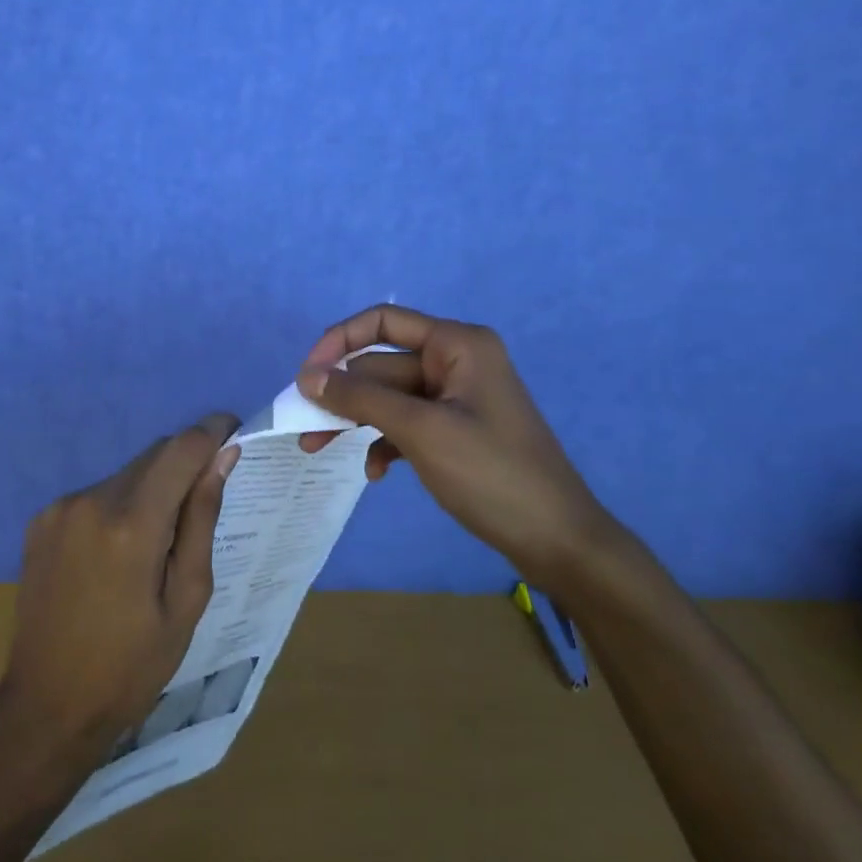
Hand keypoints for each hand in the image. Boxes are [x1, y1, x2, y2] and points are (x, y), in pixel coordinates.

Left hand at [0, 413, 241, 765]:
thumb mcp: (186, 599)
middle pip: (154, 455)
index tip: (235, 433)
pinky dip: (121, 505)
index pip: (182, 448)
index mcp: (132, 525)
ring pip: (126, 473)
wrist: (46, 707)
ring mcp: (60, 508)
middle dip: (185, 464)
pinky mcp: (41, 520)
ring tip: (160, 542)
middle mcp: (91, 501)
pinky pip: (98, 493)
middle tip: (205, 501)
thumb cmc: (131, 665)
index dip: (213, 432)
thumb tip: (224, 457)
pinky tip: (121, 552)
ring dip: (153, 487)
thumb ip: (203, 519)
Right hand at [295, 305, 615, 581]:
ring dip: (356, 421)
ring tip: (317, 451)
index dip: (339, 341)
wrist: (557, 540)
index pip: (384, 322)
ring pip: (389, 398)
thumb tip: (307, 377)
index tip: (306, 376)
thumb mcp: (421, 431)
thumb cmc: (491, 473)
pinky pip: (407, 424)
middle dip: (342, 396)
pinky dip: (385, 443)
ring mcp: (457, 398)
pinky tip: (376, 474)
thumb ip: (361, 399)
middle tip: (304, 430)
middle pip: (382, 365)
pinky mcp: (456, 430)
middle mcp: (457, 361)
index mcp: (458, 344)